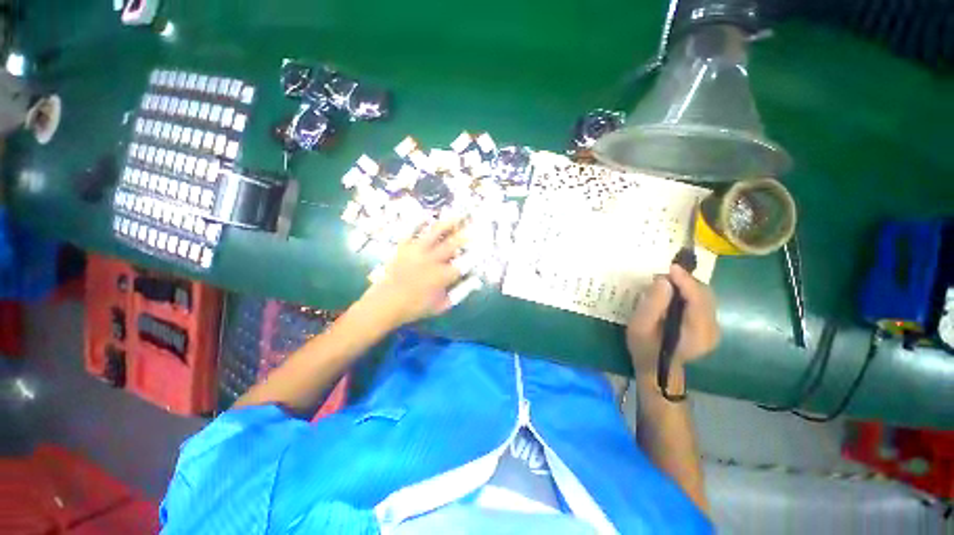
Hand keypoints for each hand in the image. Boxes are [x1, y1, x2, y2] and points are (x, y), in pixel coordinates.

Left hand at [354, 219, 465, 329]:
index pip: (464, 262)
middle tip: (474, 227)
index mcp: (443, 275)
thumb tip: (475, 281)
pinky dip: (418, 222)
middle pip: (453, 244)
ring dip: (448, 223)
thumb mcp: (441, 306)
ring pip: (435, 233)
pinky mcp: (403, 247)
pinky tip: (425, 214)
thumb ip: (460, 293)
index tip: (481, 248)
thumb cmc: (414, 307)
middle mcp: (432, 260)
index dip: (474, 255)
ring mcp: (417, 251)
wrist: (384, 304)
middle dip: (465, 235)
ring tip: (457, 215)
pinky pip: (411, 231)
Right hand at [627, 264, 719, 379]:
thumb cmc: (644, 347)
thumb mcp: (640, 326)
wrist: (656, 367)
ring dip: (686, 285)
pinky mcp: (709, 325)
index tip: (671, 267)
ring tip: (665, 282)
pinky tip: (673, 292)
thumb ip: (652, 304)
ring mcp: (714, 328)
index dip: (686, 281)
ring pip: (704, 296)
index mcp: (698, 334)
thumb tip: (664, 281)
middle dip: (685, 281)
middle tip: (661, 276)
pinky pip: (702, 301)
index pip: (698, 300)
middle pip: (704, 296)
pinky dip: (688, 292)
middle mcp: (712, 330)